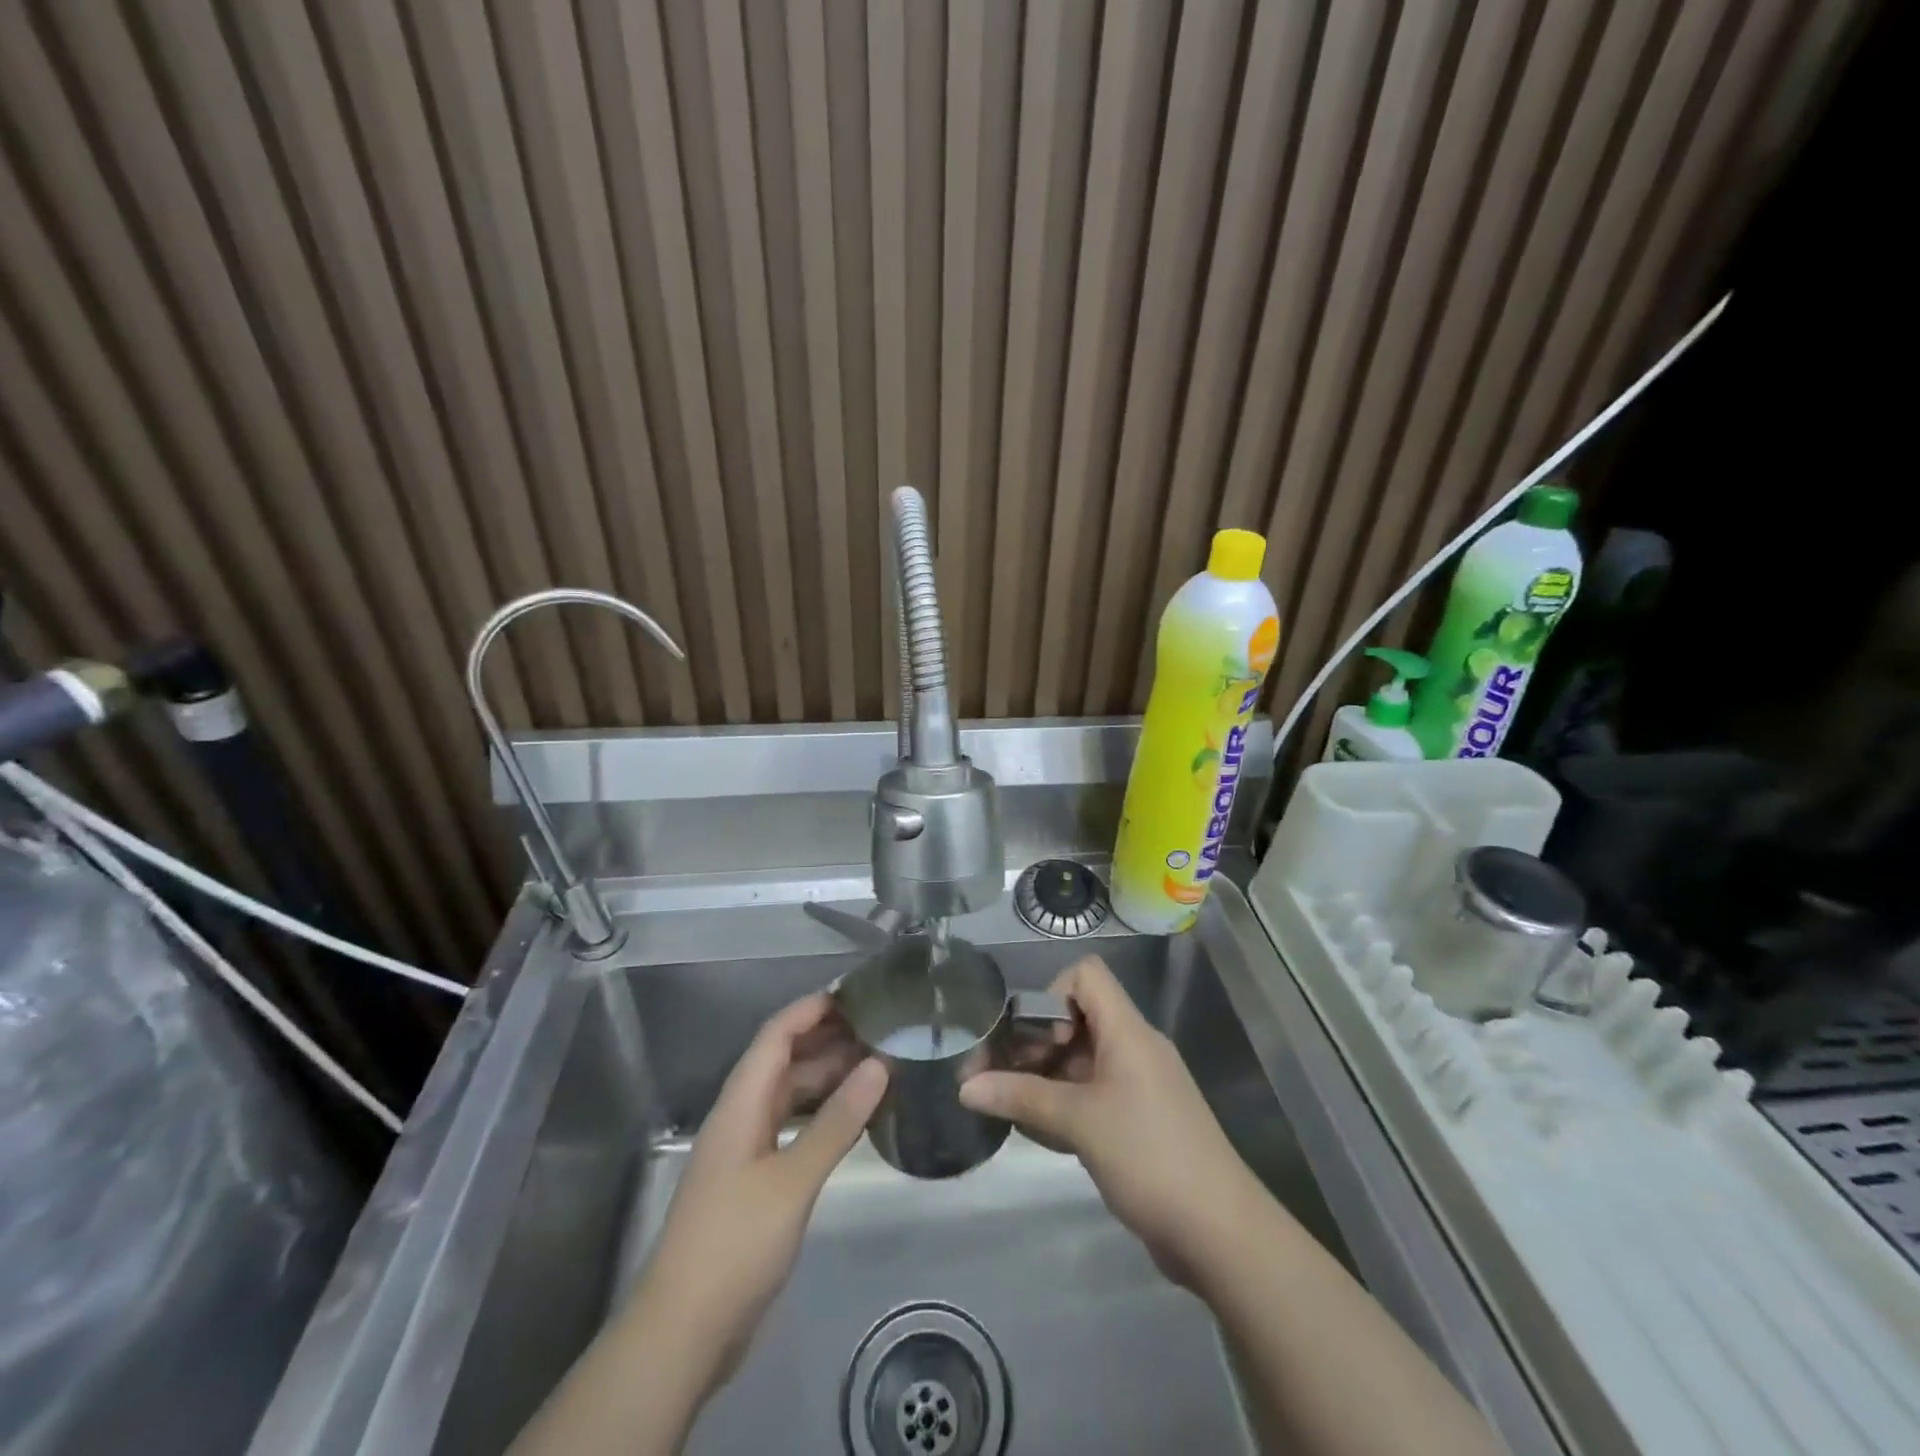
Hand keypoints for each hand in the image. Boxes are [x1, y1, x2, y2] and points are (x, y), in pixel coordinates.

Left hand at [629, 993, 886, 1392]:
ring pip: (791, 1095)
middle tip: (882, 1030)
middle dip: (829, 1040)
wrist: (684, 1332)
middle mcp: (742, 1116)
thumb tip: (879, 1066)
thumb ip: (836, 1122)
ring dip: (829, 1078)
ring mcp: (748, 1150)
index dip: (813, 1009)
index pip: (777, 1034)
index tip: (858, 994)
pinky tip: (855, 1120)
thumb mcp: (792, 1180)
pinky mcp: (757, 1181)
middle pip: (785, 1060)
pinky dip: (824, 1115)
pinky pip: (794, 1128)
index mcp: (741, 1103)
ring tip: (880, 1067)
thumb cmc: (734, 1243)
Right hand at [959, 956, 1259, 1286]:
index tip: (1034, 1041)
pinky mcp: (1141, 1120)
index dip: (1052, 995)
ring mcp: (1140, 1086)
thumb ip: (1021, 1096)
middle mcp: (1135, 1048)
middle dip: (1037, 1043)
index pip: (1086, 976)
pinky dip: (1066, 1104)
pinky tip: (1043, 1134)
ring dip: (1047, 1077)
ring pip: (1084, 1060)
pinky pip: (1095, 1094)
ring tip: (1013, 1108)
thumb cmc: (1148, 1156)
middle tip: (1003, 1078)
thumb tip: (964, 1086)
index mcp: (1127, 1031)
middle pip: (1079, 1018)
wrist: (1220, 1231)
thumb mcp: (1078, 1122)